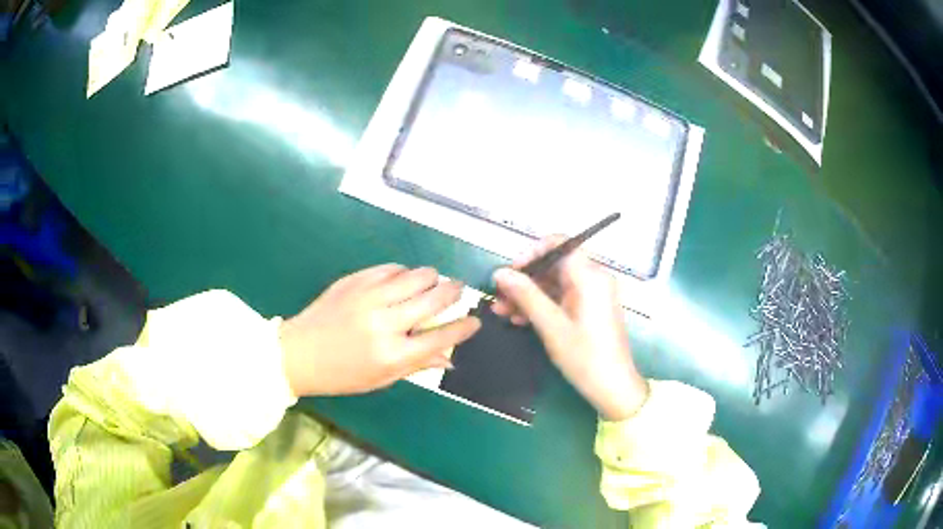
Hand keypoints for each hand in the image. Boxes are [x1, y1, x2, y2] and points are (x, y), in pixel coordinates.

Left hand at [279, 264, 480, 396]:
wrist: (299, 353)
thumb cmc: (341, 374)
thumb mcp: (381, 379)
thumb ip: (417, 365)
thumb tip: (449, 358)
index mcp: (392, 354)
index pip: (440, 337)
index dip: (463, 327)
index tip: (475, 320)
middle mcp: (385, 323)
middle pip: (434, 299)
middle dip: (454, 291)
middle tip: (458, 289)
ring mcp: (369, 297)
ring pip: (416, 275)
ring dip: (431, 278)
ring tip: (432, 282)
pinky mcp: (355, 281)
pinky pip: (391, 268)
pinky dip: (404, 273)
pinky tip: (403, 280)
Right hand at [491, 237, 647, 420]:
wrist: (614, 388)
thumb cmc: (585, 357)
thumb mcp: (551, 326)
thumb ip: (526, 295)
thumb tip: (500, 272)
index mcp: (590, 276)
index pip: (559, 243)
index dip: (531, 252)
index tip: (510, 272)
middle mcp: (593, 278)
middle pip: (554, 264)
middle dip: (524, 279)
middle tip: (499, 297)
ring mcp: (592, 294)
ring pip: (554, 283)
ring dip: (528, 294)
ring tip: (503, 312)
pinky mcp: (589, 309)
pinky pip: (561, 297)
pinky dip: (541, 305)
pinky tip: (520, 320)